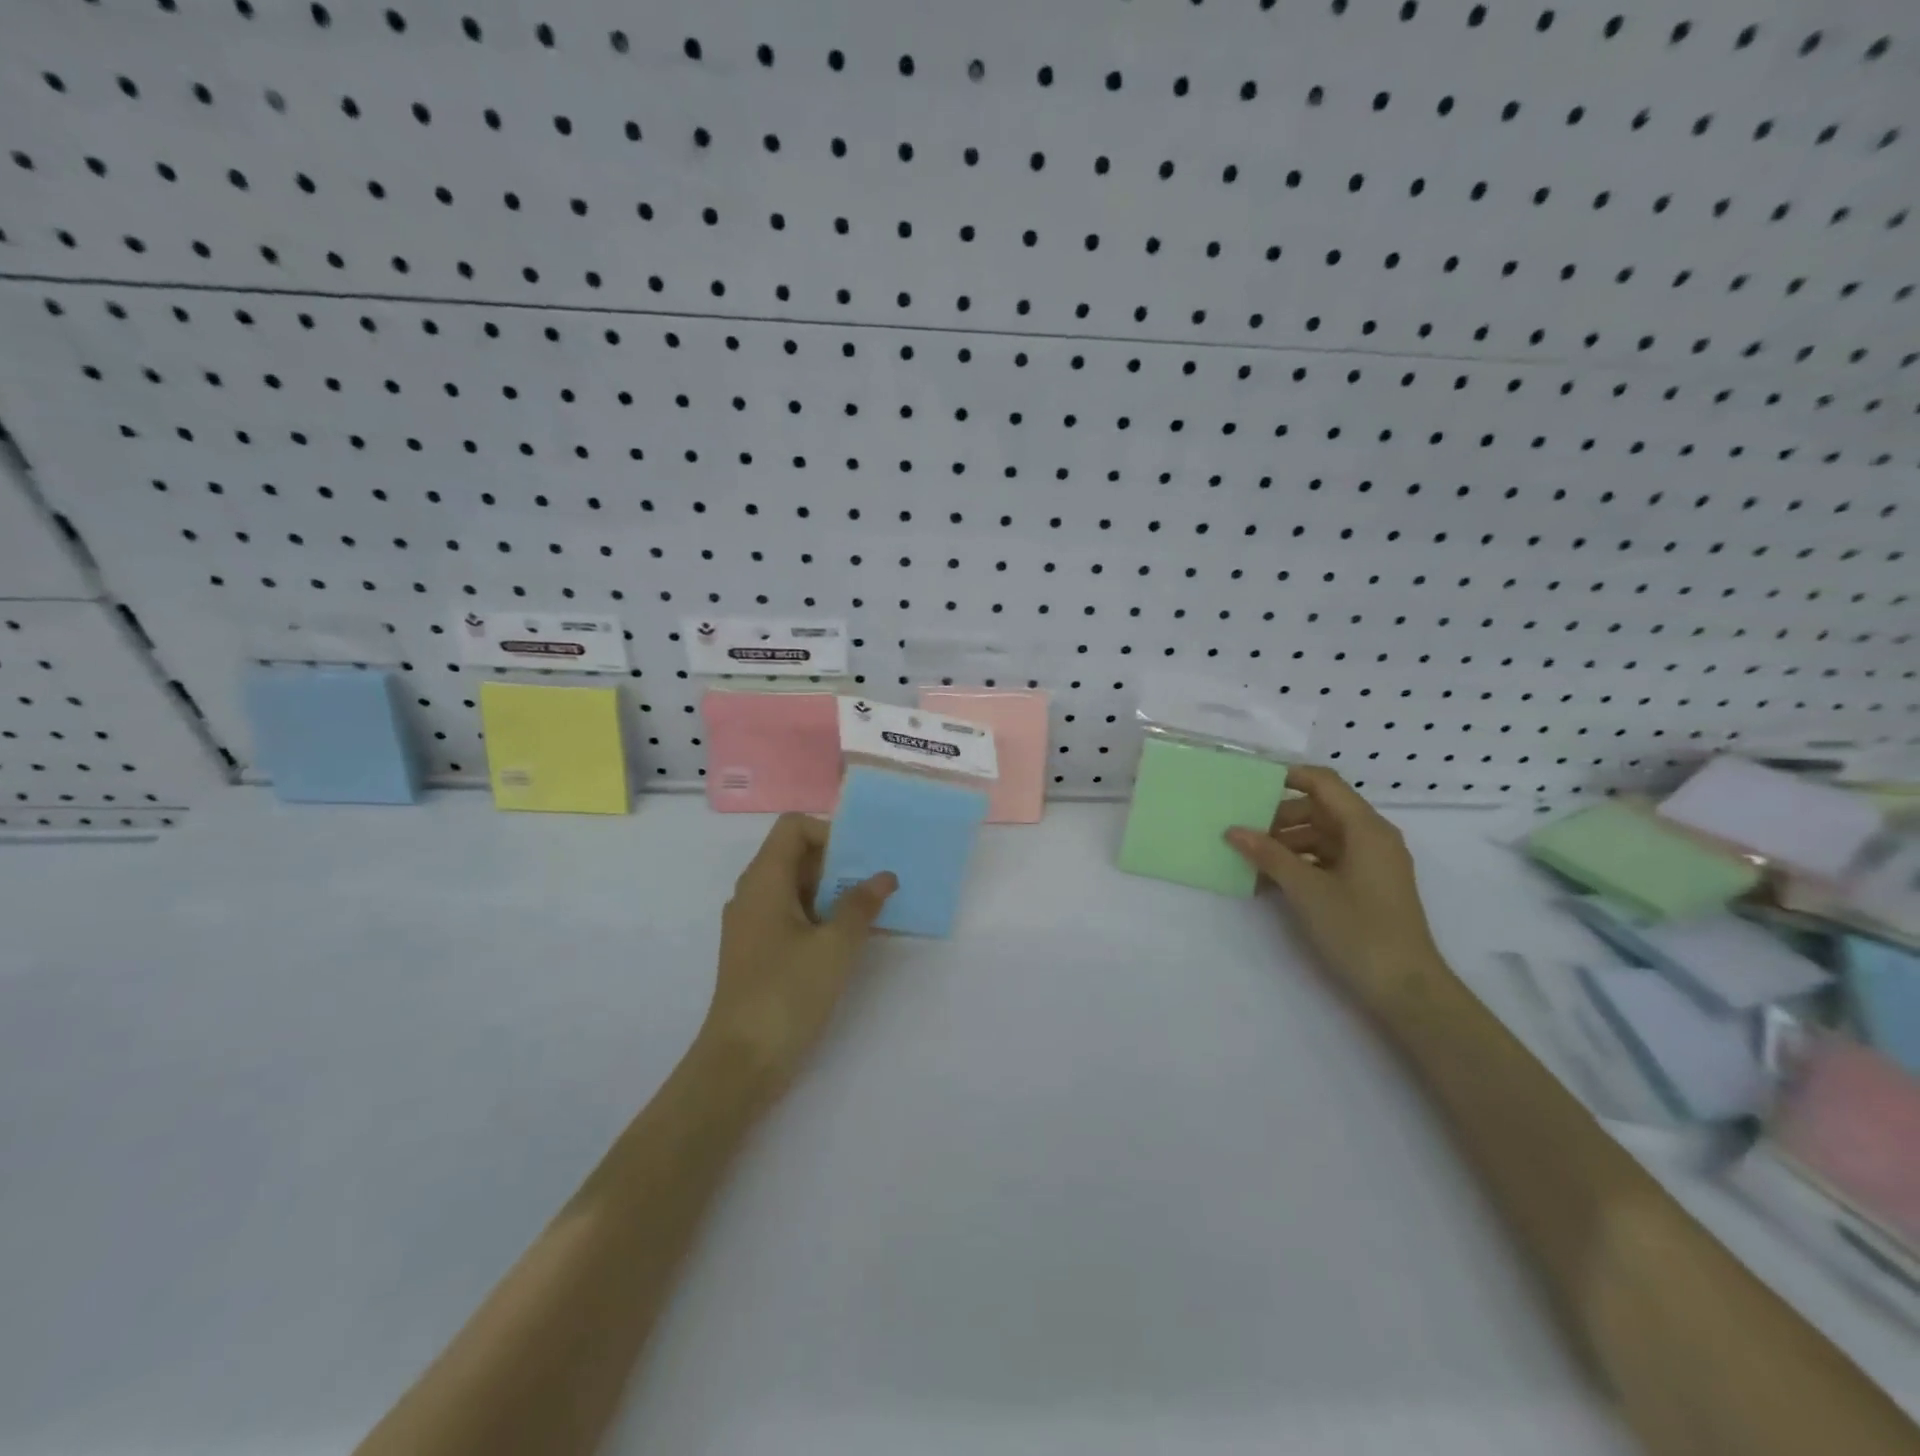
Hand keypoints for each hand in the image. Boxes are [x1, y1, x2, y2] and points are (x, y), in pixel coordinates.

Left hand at [699, 814, 896, 1099]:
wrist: (741, 1063)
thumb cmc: (787, 993)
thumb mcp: (835, 946)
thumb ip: (861, 905)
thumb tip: (884, 876)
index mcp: (764, 880)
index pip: (793, 827)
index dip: (829, 833)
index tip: (860, 861)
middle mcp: (752, 894)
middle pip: (795, 856)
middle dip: (838, 864)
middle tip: (876, 884)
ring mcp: (752, 924)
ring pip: (796, 888)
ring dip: (832, 893)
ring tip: (871, 911)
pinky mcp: (757, 952)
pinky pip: (791, 916)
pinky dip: (820, 918)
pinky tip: (850, 940)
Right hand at [1225, 765, 1449, 1019]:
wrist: (1405, 988)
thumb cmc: (1358, 929)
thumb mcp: (1306, 889)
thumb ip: (1268, 855)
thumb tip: (1233, 830)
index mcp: (1366, 828)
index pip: (1324, 783)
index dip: (1288, 777)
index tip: (1250, 785)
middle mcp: (1373, 838)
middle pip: (1321, 809)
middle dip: (1280, 817)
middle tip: (1243, 831)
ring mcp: (1372, 863)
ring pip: (1322, 836)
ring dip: (1286, 843)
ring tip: (1251, 859)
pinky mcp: (1368, 886)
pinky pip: (1328, 860)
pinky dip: (1300, 863)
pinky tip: (1271, 880)